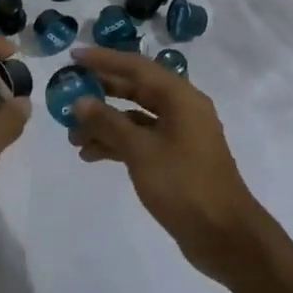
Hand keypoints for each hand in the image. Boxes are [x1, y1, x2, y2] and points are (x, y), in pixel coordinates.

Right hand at [66, 47, 269, 282]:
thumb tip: (79, 101)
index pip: (136, 66)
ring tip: (73, 137)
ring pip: (135, 118)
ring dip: (105, 123)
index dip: (103, 60)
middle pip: (135, 89)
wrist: (225, 236)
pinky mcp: (175, 159)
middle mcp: (182, 110)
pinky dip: (117, 143)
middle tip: (67, 93)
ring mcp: (180, 136)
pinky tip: (91, 155)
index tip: (73, 56)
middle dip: (101, 93)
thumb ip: (108, 122)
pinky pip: (141, 140)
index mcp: (180, 97)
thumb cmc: (184, 184)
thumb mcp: (141, 150)